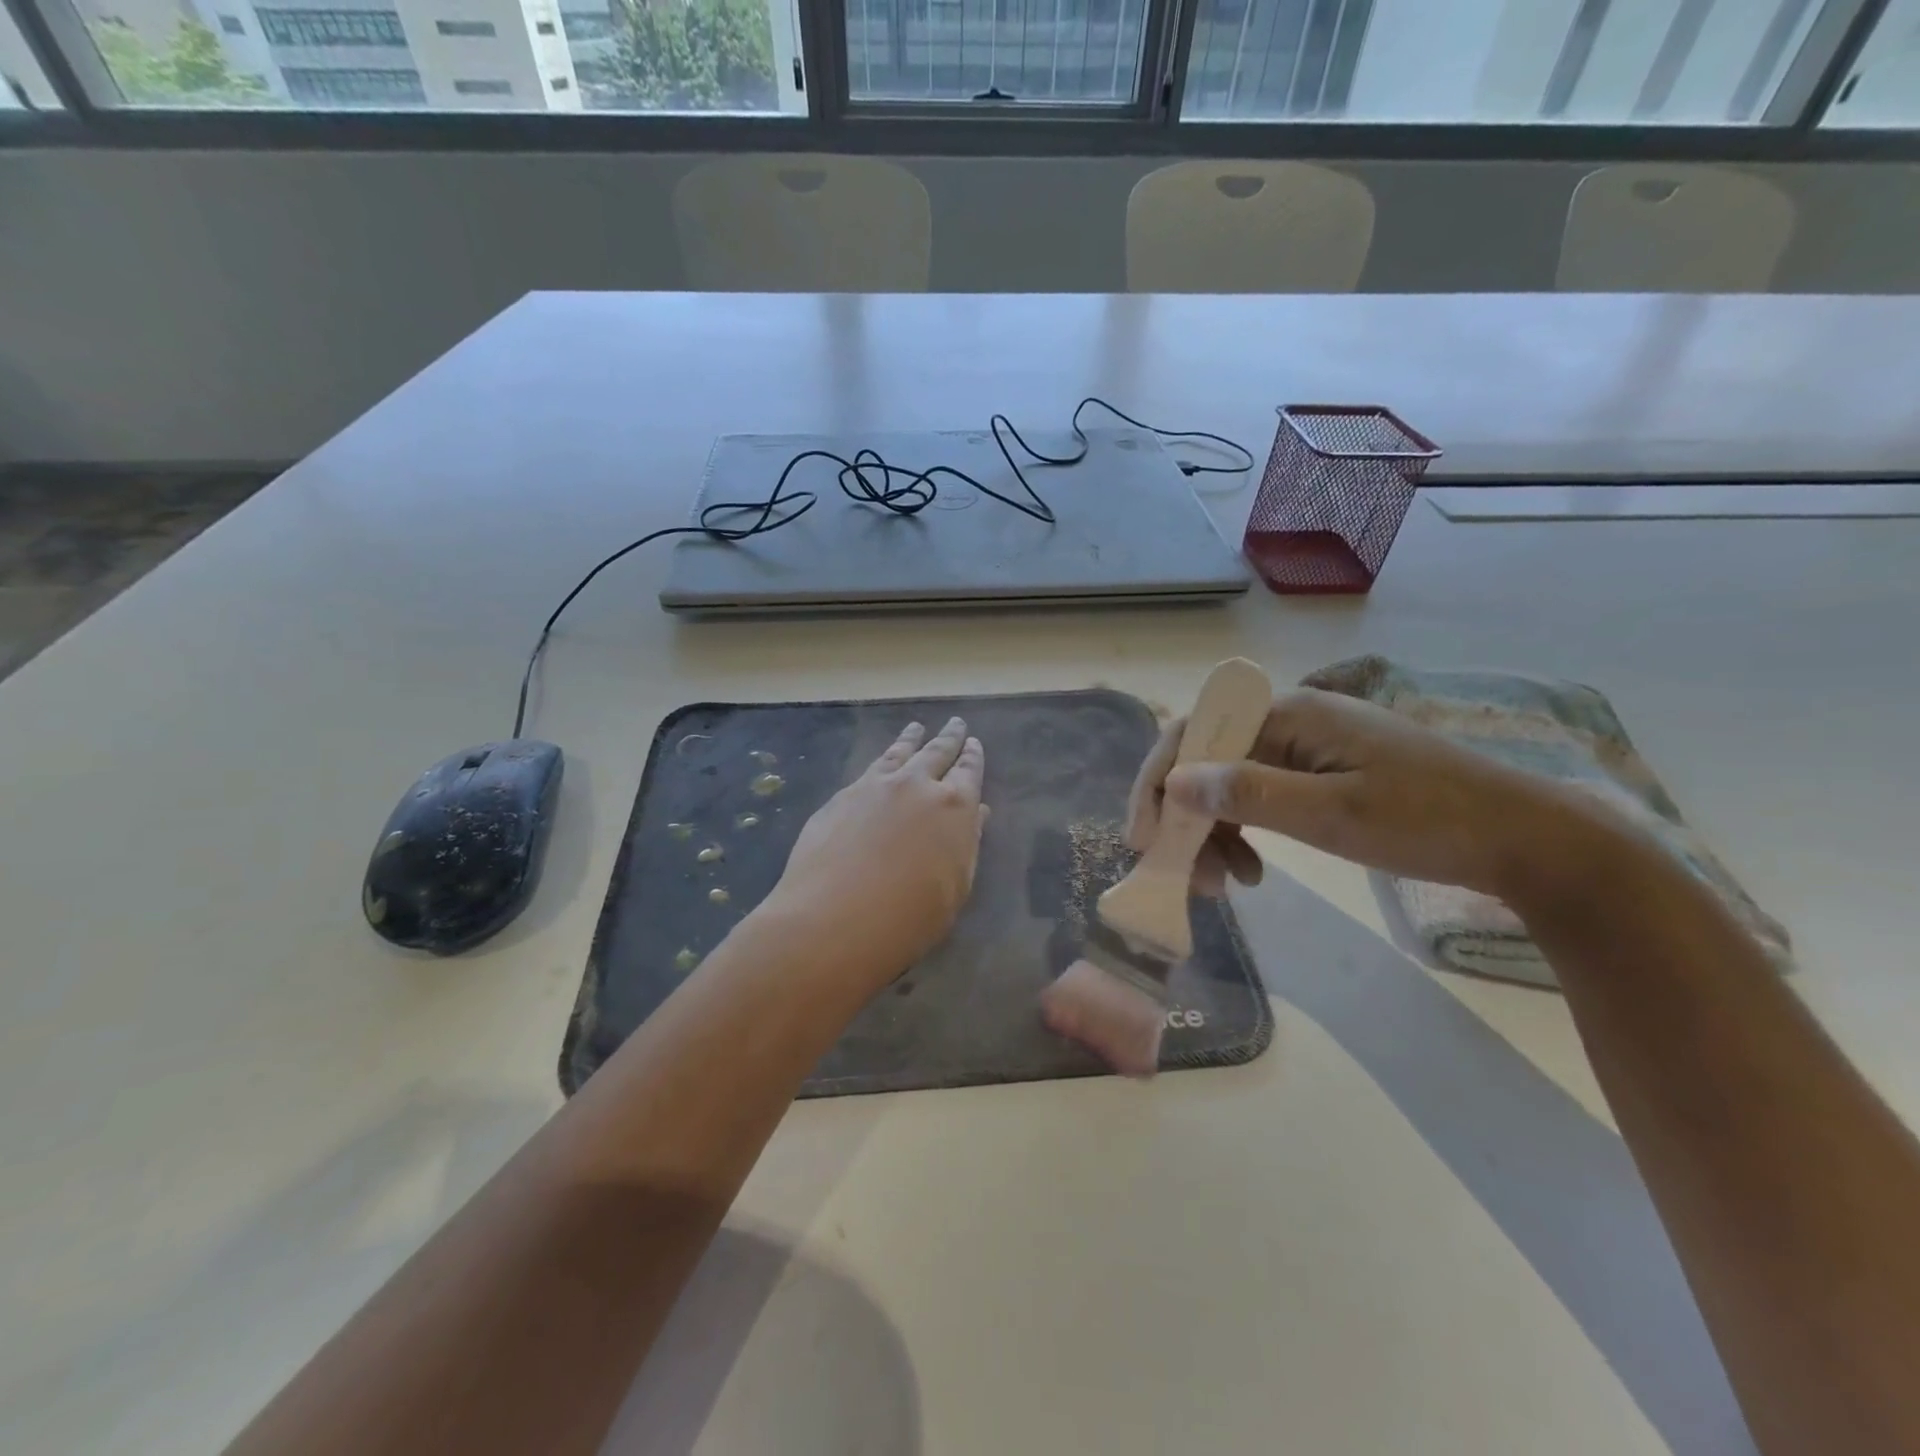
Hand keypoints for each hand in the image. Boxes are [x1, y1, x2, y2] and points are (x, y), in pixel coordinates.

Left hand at [764, 717, 987, 986]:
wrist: (834, 918)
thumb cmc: (909, 917)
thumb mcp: (955, 888)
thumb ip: (966, 845)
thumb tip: (976, 814)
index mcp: (954, 807)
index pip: (969, 772)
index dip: (973, 757)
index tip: (974, 744)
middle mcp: (917, 785)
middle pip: (936, 752)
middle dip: (948, 738)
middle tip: (955, 723)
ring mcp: (876, 786)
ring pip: (899, 753)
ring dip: (911, 739)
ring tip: (916, 727)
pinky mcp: (842, 796)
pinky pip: (871, 768)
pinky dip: (883, 758)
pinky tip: (882, 761)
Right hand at [1126, 687, 1591, 899]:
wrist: (1523, 838)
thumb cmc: (1429, 822)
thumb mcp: (1332, 814)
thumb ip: (1249, 794)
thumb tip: (1175, 783)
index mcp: (1288, 714)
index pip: (1193, 734)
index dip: (1158, 784)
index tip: (1143, 839)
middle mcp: (1289, 719)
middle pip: (1206, 760)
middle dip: (1187, 818)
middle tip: (1189, 876)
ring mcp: (1306, 745)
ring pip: (1229, 782)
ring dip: (1214, 831)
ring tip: (1228, 883)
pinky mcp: (1321, 770)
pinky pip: (1259, 794)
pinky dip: (1245, 832)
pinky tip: (1254, 869)